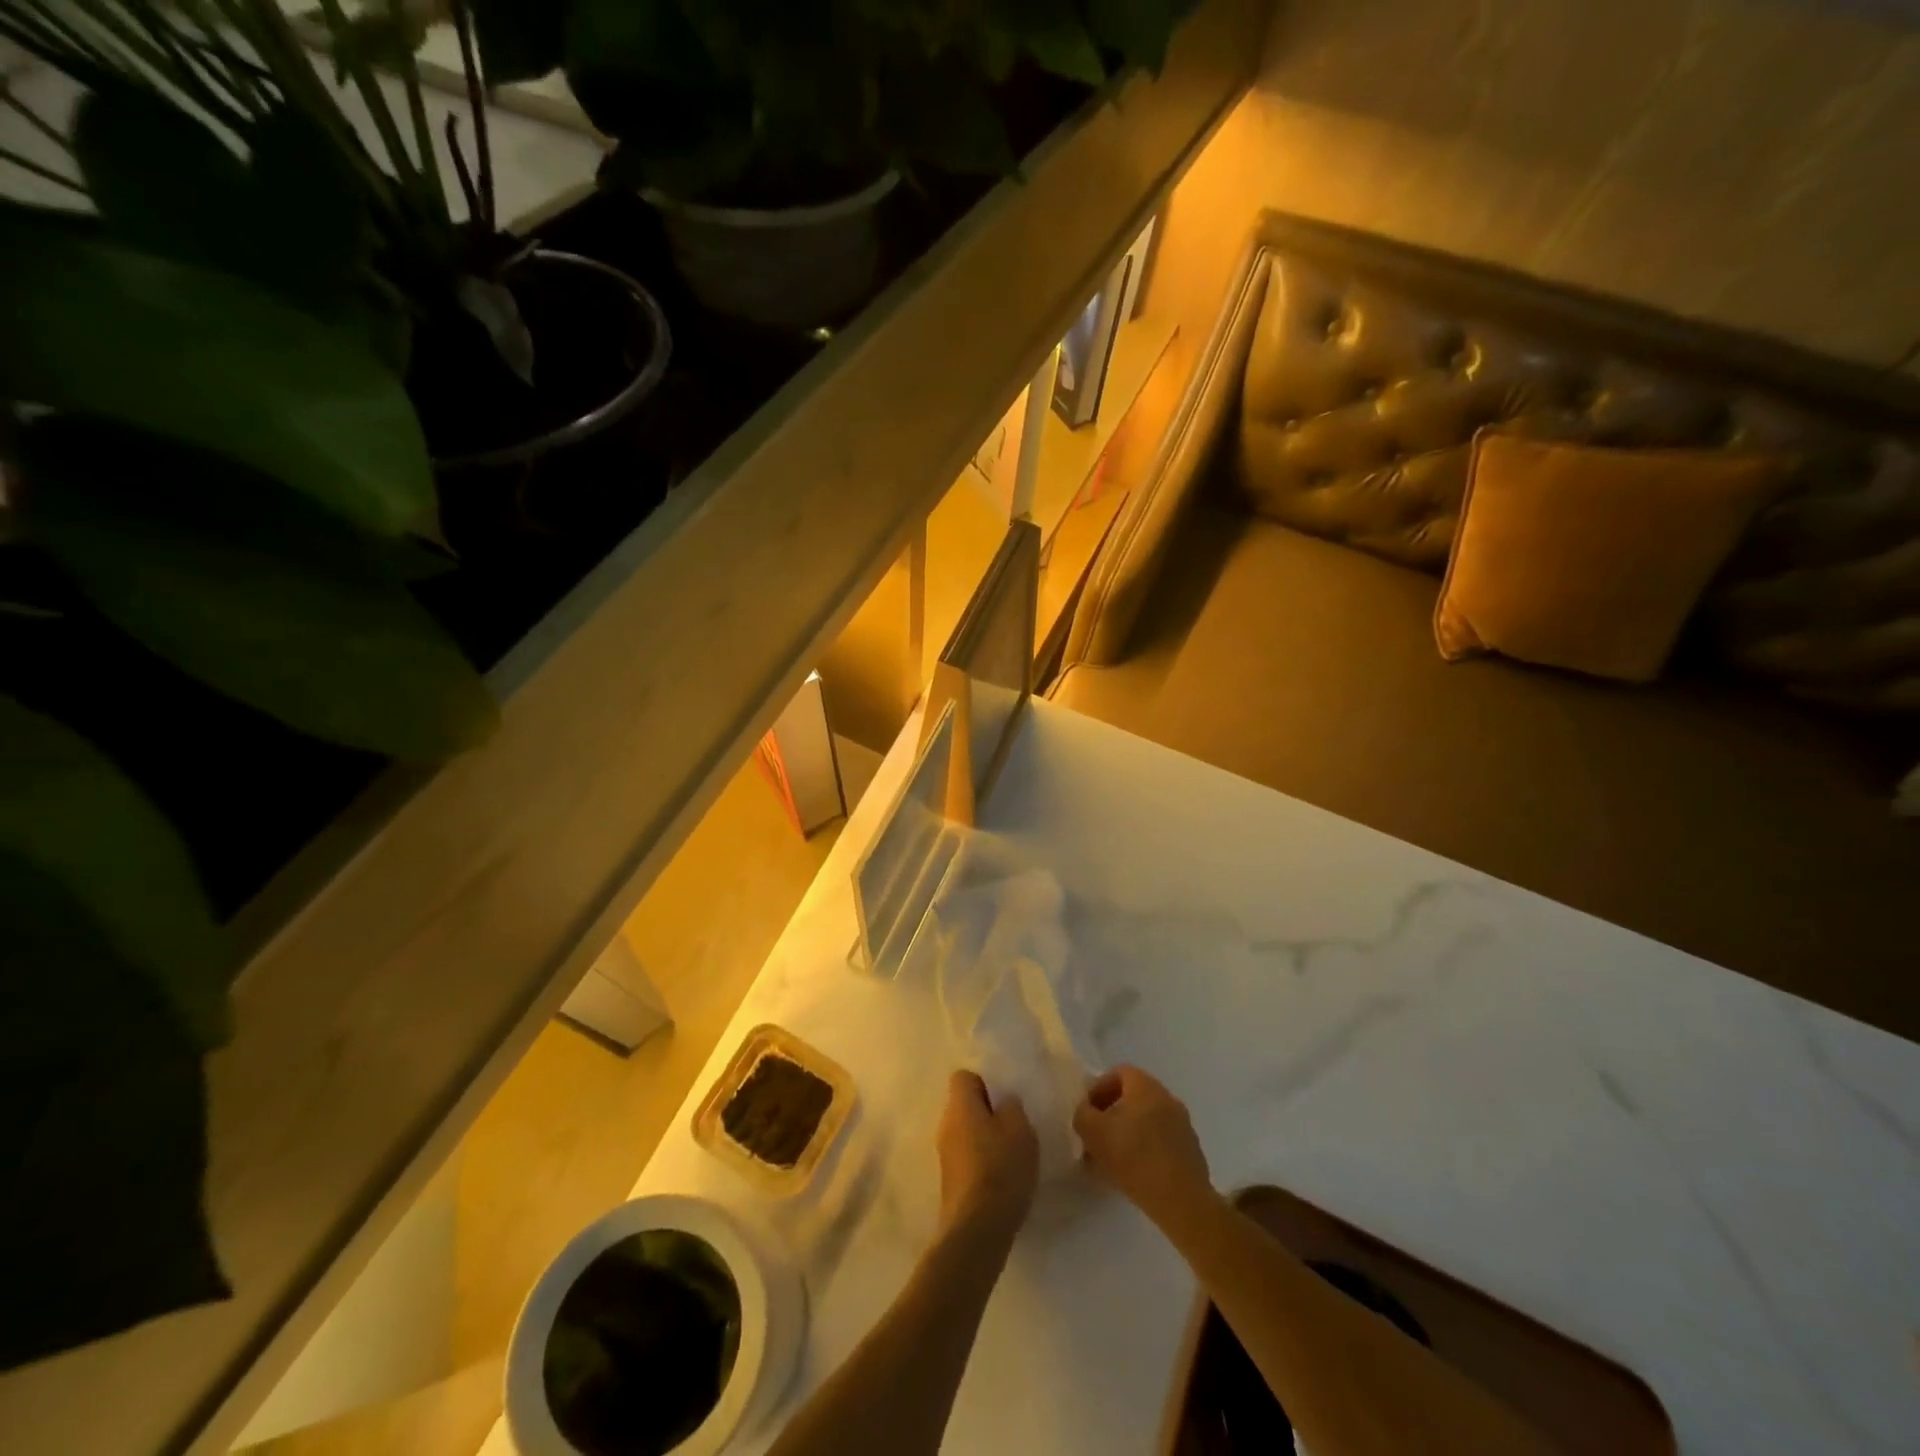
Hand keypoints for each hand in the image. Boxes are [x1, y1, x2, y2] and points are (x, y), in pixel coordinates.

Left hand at [936, 1070, 1038, 1249]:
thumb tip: (1004, 1101)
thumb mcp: (1020, 1129)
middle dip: (988, 1112)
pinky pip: (967, 1158)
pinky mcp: (950, 1182)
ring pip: (966, 1133)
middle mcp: (946, 1125)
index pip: (964, 1077)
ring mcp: (945, 1155)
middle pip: (965, 1106)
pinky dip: (982, 1162)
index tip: (1006, 1098)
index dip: (985, 1082)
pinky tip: (1003, 1177)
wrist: (977, 1229)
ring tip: (1012, 1153)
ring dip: (986, 1138)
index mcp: (959, 1105)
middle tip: (1014, 1125)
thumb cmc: (1000, 1168)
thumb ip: (1012, 1106)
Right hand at [1073, 1065, 1213, 1230]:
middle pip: (1133, 1097)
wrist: (1181, 1201)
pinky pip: (1161, 1141)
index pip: (1119, 1073)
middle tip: (1096, 1136)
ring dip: (1128, 1133)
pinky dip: (1145, 1149)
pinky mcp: (1191, 1151)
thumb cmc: (1133, 1157)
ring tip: (1112, 1159)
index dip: (1099, 1089)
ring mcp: (1183, 1125)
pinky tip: (1134, 1172)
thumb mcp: (1092, 1132)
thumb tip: (1086, 1112)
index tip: (1088, 1112)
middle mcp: (1167, 1098)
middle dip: (1111, 1114)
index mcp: (1145, 1086)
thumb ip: (1082, 1114)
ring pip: (1147, 1120)